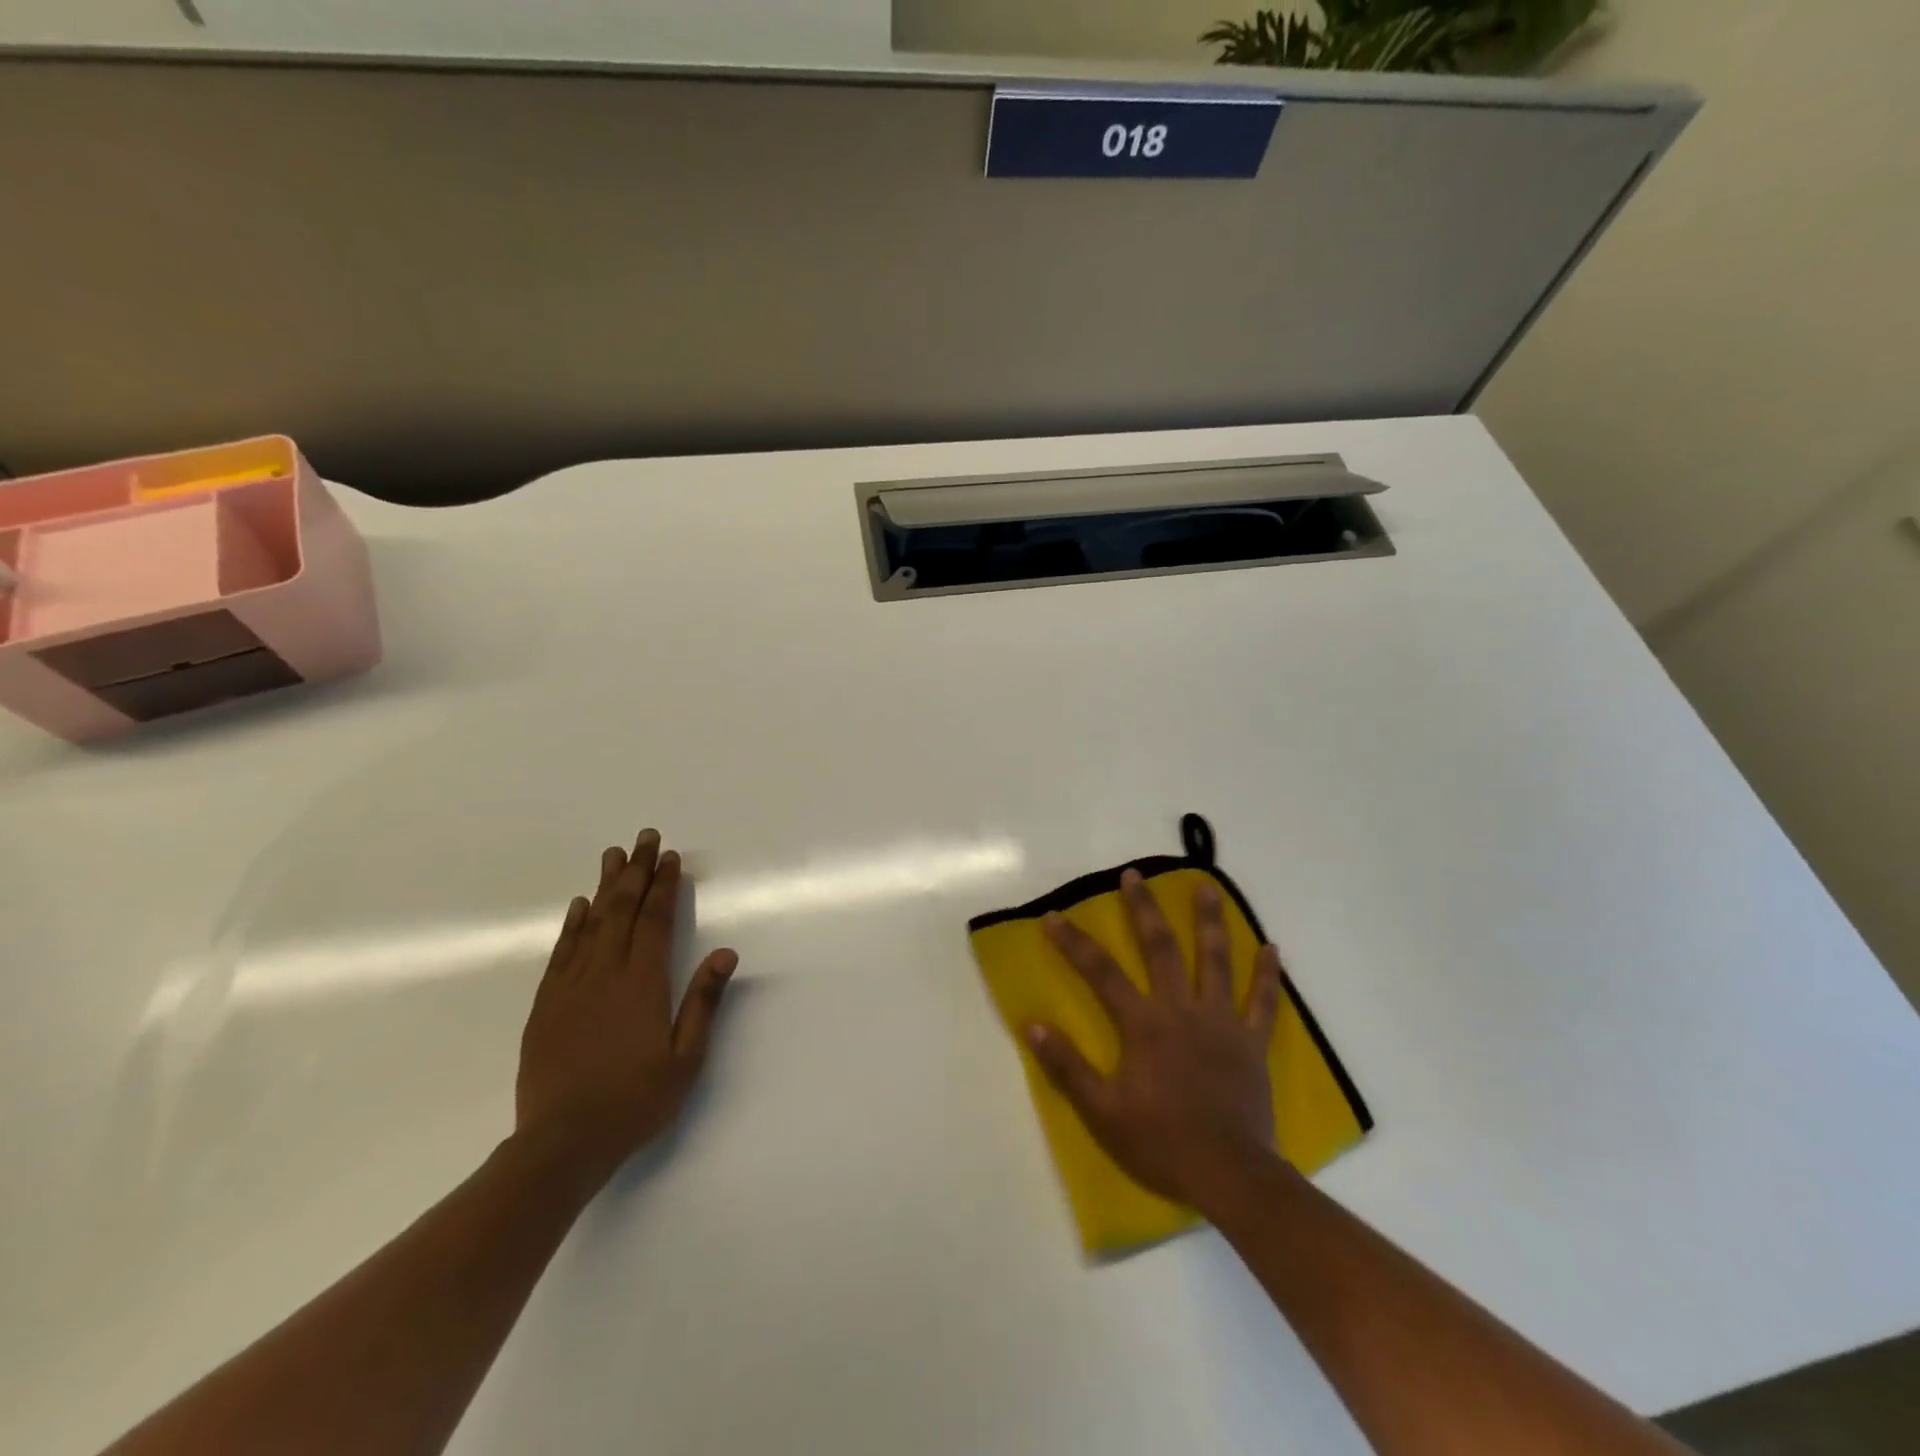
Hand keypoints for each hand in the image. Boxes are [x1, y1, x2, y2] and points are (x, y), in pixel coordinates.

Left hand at [516, 828, 737, 1185]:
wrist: (562, 1143)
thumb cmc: (635, 1100)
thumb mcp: (686, 1058)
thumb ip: (704, 1001)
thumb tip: (725, 952)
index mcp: (642, 983)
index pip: (655, 920)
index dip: (664, 886)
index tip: (671, 857)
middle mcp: (605, 973)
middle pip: (622, 910)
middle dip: (636, 871)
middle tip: (644, 837)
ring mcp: (571, 986)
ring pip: (590, 923)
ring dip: (605, 886)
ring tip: (613, 855)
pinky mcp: (547, 1004)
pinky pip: (561, 951)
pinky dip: (572, 924)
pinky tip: (579, 906)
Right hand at [1025, 868, 1286, 1212]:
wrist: (1229, 1175)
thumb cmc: (1160, 1142)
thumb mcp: (1102, 1111)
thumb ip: (1067, 1066)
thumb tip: (1032, 1025)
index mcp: (1144, 1025)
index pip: (1100, 973)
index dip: (1074, 943)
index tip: (1053, 916)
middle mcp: (1182, 1010)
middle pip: (1160, 949)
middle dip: (1144, 909)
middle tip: (1135, 875)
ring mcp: (1222, 1023)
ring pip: (1215, 961)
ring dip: (1210, 922)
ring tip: (1207, 886)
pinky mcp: (1251, 1043)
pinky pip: (1263, 1002)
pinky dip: (1268, 975)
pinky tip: (1273, 949)